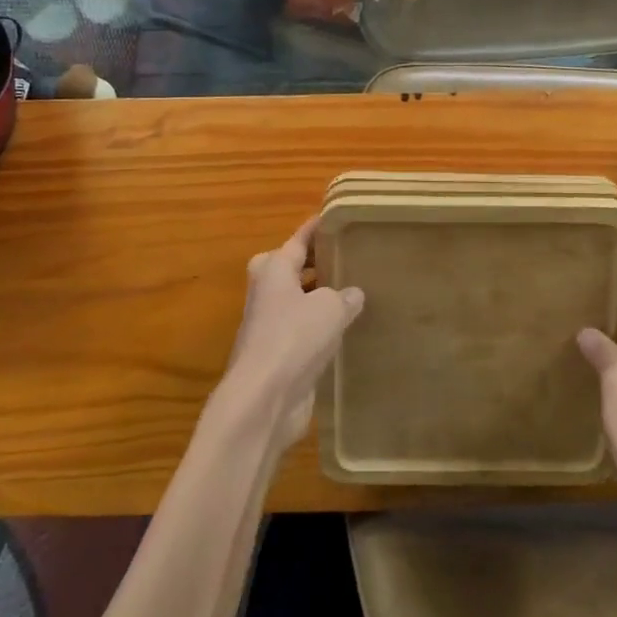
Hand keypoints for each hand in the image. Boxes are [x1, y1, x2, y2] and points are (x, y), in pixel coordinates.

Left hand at [215, 216, 365, 451]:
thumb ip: (344, 296)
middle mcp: (267, 293)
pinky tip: (344, 330)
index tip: (332, 217)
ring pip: (295, 302)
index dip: (315, 228)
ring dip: (317, 297)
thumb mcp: (330, 308)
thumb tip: (352, 294)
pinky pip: (301, 331)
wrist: (264, 398)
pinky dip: (318, 328)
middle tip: (342, 256)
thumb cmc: (294, 338)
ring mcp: (269, 326)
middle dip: (311, 262)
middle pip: (288, 268)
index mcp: (274, 269)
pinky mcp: (277, 356)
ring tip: (351, 292)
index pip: (297, 240)